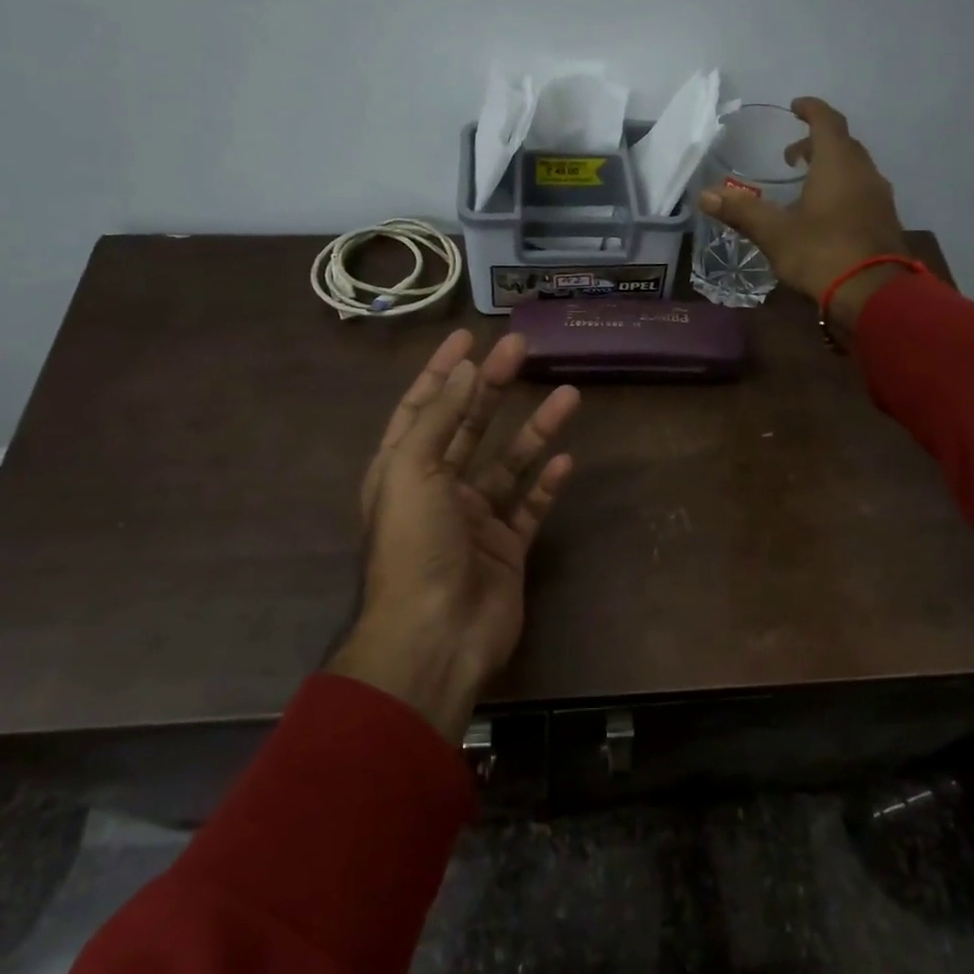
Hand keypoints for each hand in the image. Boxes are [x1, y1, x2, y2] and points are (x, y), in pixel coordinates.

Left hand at [329, 330, 579, 740]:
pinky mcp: (507, 549)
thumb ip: (440, 419)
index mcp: (403, 470)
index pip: (423, 408)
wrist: (436, 636)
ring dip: (536, 431)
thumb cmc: (415, 547)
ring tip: (570, 396)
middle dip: (495, 386)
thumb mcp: (412, 471)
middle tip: (524, 348)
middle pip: (469, 426)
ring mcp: (474, 521)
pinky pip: (530, 508)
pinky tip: (566, 462)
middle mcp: (437, 490)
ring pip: (509, 464)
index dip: (443, 371)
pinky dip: (547, 485)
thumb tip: (466, 370)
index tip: (469, 337)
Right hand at [698, 97, 925, 332]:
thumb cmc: (821, 253)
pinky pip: (862, 193)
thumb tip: (705, 195)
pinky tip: (826, 214)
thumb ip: (741, 211)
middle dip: (817, 143)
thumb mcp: (774, 233)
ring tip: (806, 185)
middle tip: (791, 155)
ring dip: (831, 168)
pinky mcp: (885, 222)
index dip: (811, 110)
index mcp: (838, 164)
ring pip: (855, 170)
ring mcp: (879, 198)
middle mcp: (864, 172)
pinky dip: (842, 190)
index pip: (827, 121)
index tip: (795, 107)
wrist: (874, 294)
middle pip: (842, 145)